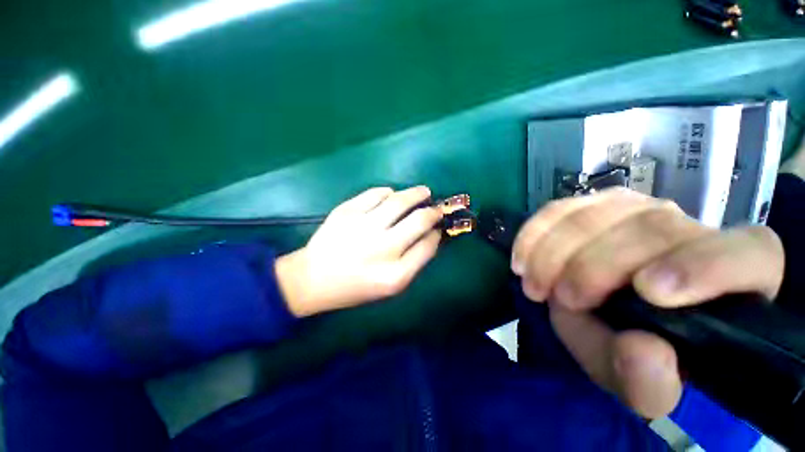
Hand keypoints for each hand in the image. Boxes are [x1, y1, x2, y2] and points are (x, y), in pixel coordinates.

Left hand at [276, 186, 442, 316]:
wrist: (313, 278)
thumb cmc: (355, 286)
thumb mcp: (390, 285)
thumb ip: (414, 262)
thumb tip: (430, 235)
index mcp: (395, 274)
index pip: (428, 246)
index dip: (437, 234)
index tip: (438, 228)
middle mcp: (382, 248)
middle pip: (419, 220)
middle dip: (433, 211)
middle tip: (436, 207)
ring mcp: (362, 227)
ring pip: (399, 201)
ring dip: (416, 194)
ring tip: (423, 192)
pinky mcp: (346, 212)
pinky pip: (375, 193)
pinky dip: (388, 192)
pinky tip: (391, 195)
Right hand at [511, 188, 784, 418]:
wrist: (603, 318)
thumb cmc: (635, 351)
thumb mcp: (640, 382)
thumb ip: (649, 382)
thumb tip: (643, 351)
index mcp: (731, 277)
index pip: (745, 253)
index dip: (703, 265)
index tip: (646, 292)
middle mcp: (690, 230)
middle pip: (649, 228)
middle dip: (593, 265)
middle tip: (561, 300)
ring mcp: (637, 210)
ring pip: (596, 213)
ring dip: (554, 250)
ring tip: (533, 284)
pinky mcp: (593, 206)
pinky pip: (560, 209)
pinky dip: (534, 234)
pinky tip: (522, 259)